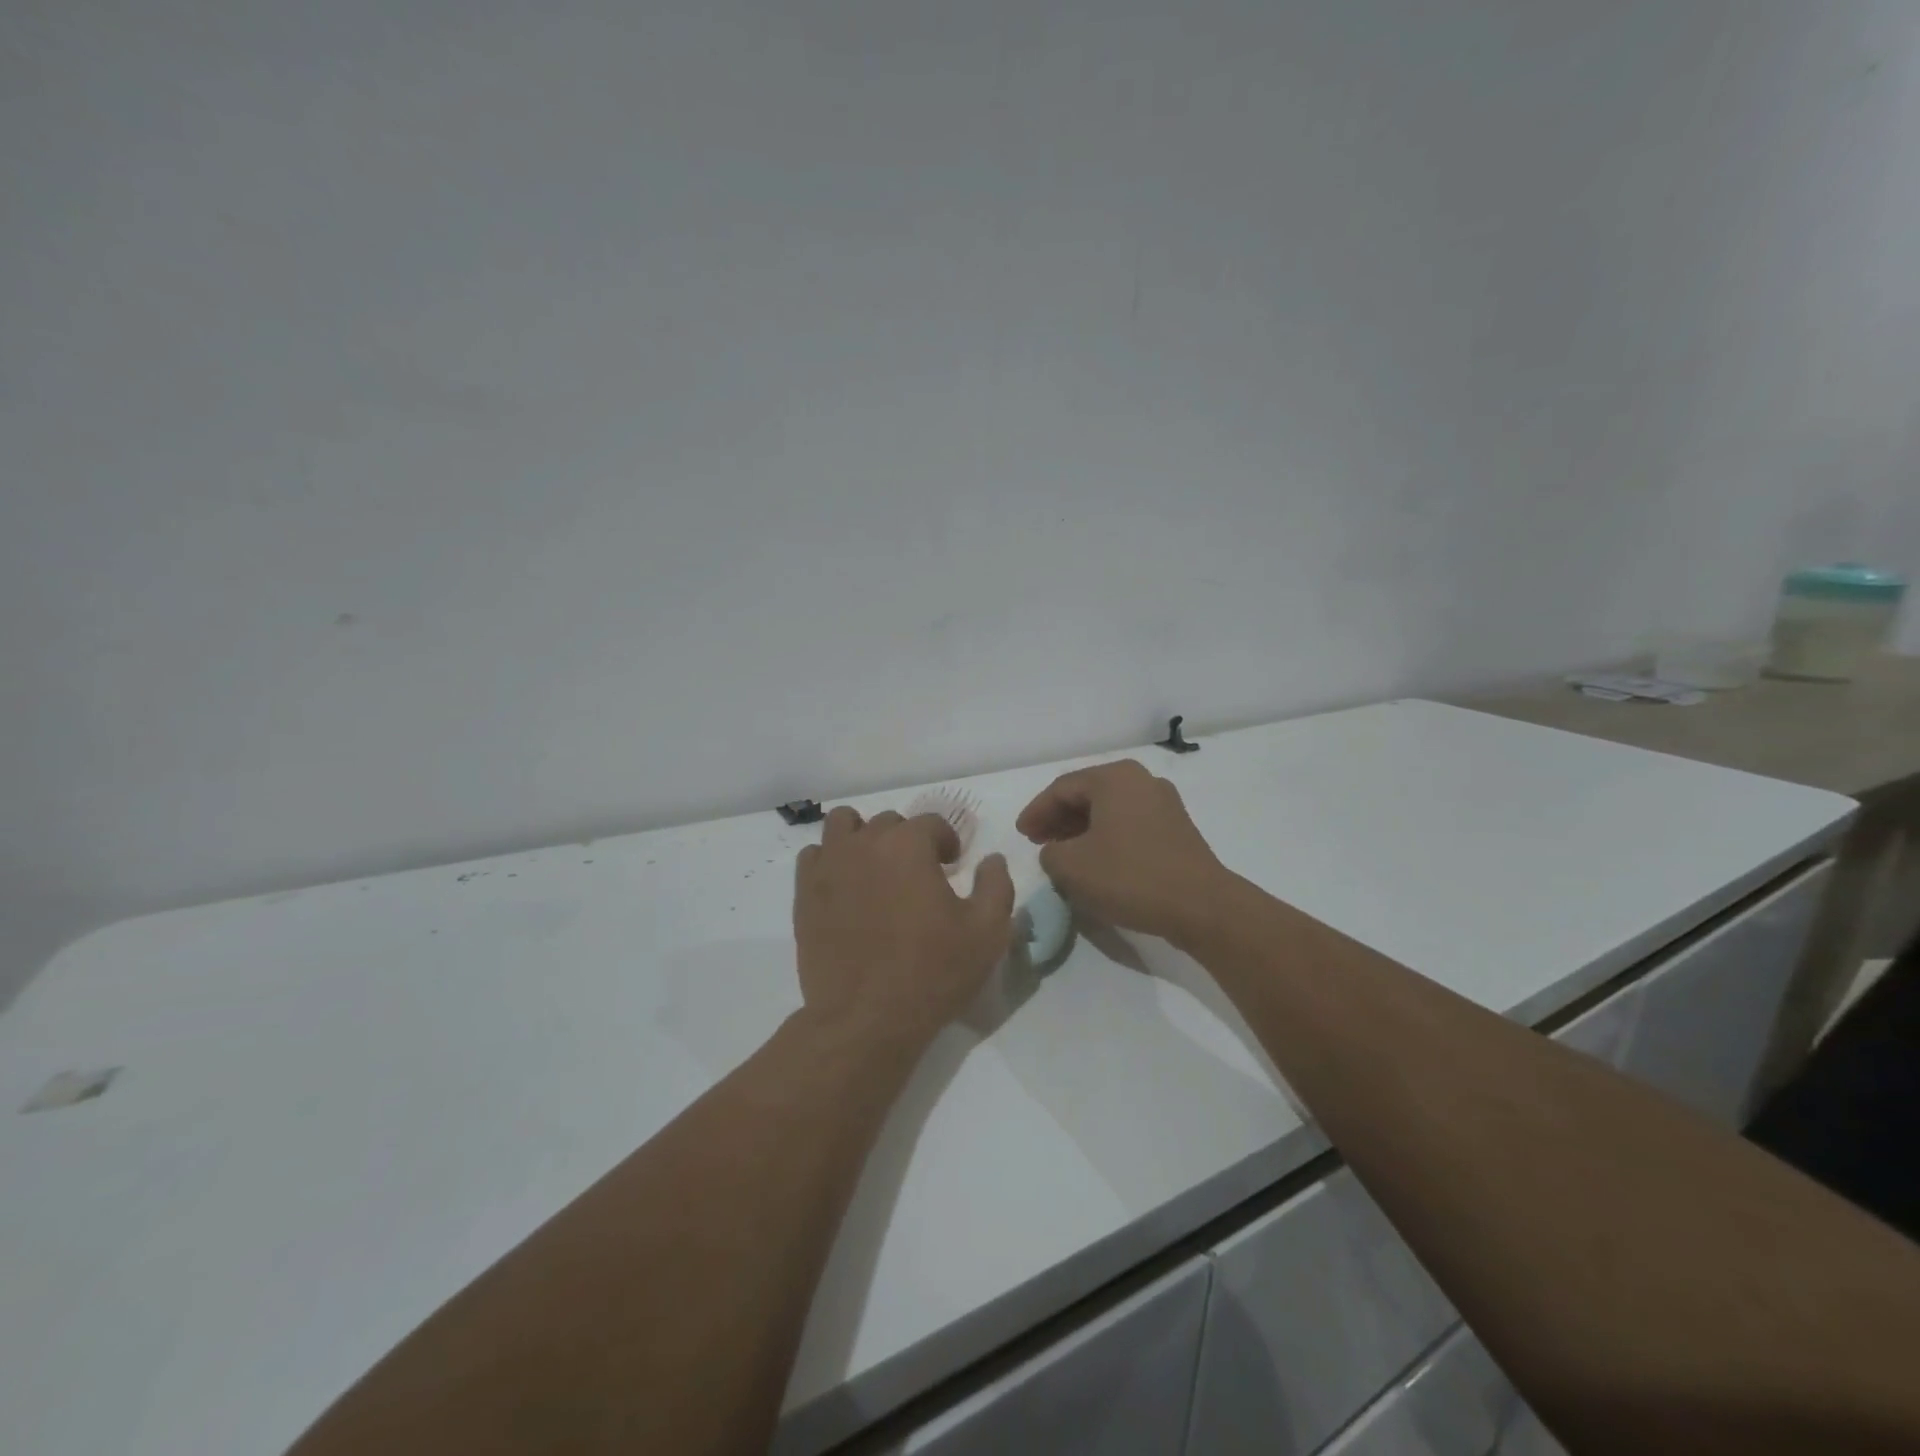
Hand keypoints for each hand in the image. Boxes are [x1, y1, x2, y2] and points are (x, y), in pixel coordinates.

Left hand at [794, 807, 1014, 1045]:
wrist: (865, 1020)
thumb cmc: (932, 972)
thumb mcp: (987, 932)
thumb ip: (996, 885)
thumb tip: (993, 858)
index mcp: (908, 845)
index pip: (931, 822)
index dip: (947, 842)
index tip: (952, 867)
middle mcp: (865, 843)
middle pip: (888, 822)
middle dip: (907, 841)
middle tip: (918, 875)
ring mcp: (829, 866)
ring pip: (843, 825)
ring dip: (862, 836)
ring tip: (876, 869)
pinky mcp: (804, 894)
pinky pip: (814, 856)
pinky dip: (830, 861)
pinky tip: (845, 887)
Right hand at [1016, 759, 1230, 945]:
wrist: (1201, 906)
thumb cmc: (1130, 877)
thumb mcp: (1072, 867)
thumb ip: (1050, 853)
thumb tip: (1057, 852)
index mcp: (1114, 778)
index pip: (1061, 789)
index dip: (1036, 812)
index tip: (1021, 835)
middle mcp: (1140, 780)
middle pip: (1087, 794)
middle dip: (1058, 818)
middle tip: (1037, 841)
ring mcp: (1163, 803)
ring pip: (1109, 810)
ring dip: (1081, 829)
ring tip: (1063, 854)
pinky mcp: (1177, 829)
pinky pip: (1129, 824)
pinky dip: (1106, 837)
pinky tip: (1096, 861)